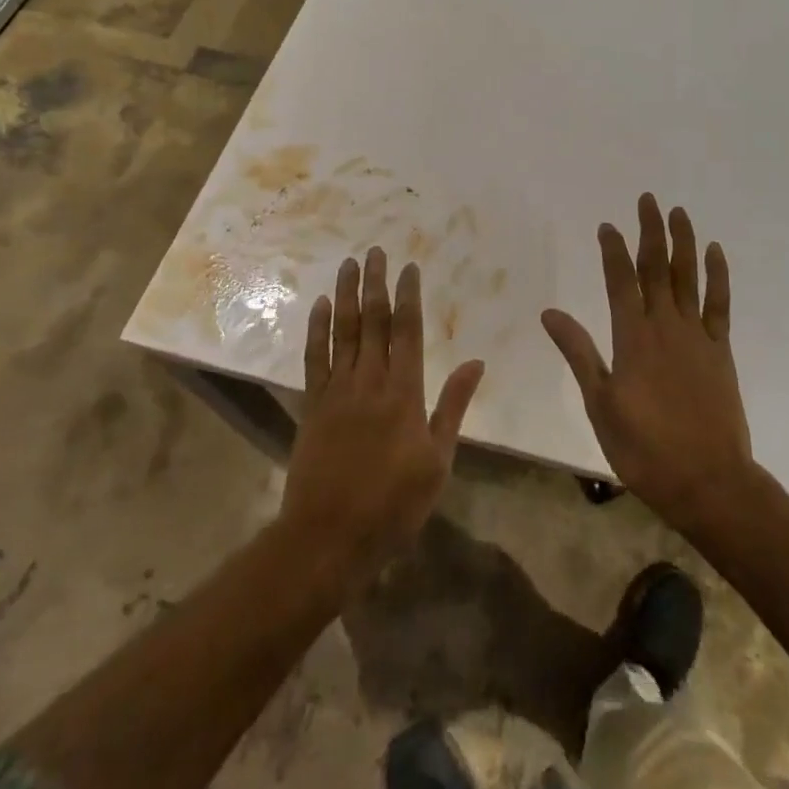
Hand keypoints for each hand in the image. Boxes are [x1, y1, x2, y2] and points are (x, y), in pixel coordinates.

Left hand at [280, 248, 485, 582]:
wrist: (329, 537)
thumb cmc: (393, 504)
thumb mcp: (438, 461)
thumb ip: (454, 407)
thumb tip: (475, 362)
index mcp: (404, 392)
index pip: (407, 331)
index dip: (409, 296)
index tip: (410, 266)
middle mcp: (369, 381)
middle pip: (374, 321)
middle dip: (376, 283)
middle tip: (375, 251)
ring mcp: (337, 391)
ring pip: (343, 331)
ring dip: (347, 295)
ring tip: (348, 264)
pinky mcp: (313, 405)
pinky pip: (314, 358)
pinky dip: (317, 329)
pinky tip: (321, 306)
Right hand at [542, 195, 755, 534]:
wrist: (707, 481)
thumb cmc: (644, 448)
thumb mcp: (600, 403)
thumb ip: (579, 353)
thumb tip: (550, 312)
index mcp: (632, 338)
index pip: (620, 281)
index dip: (613, 250)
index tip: (608, 225)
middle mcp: (665, 326)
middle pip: (656, 268)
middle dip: (650, 231)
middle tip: (648, 199)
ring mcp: (696, 335)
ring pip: (688, 277)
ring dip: (683, 242)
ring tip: (679, 212)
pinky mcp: (720, 350)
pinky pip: (719, 303)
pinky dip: (717, 276)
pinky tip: (715, 253)